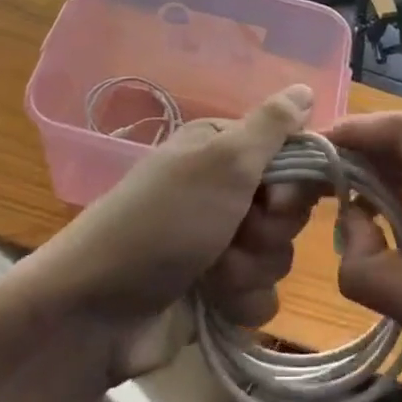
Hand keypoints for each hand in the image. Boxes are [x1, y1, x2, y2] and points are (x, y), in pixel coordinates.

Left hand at [29, 86, 316, 376]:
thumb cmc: (164, 222)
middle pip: (289, 209)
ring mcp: (221, 242)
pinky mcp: (219, 293)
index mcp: (223, 149)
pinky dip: (241, 301)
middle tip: (234, 232)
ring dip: (249, 268)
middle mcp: (225, 190)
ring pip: (279, 255)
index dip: (295, 181)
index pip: (292, 154)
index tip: (276, 198)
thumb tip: (305, 88)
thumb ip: (271, 125)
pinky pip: (263, 295)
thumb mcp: (221, 160)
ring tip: (211, 274)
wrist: (96, 312)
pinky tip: (212, 304)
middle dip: (268, 230)